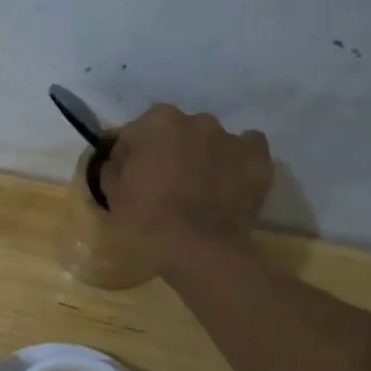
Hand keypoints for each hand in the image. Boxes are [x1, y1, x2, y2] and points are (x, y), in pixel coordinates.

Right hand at [100, 104, 272, 273]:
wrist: (198, 250)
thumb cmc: (146, 220)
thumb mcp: (112, 193)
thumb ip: (114, 167)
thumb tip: (121, 161)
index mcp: (157, 122)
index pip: (135, 134)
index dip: (130, 157)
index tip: (130, 179)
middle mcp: (197, 120)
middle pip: (176, 133)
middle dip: (169, 152)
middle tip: (164, 185)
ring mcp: (231, 138)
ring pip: (210, 142)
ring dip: (202, 157)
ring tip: (199, 190)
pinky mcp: (258, 159)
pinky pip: (245, 152)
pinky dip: (236, 163)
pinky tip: (228, 184)